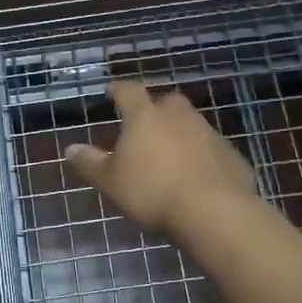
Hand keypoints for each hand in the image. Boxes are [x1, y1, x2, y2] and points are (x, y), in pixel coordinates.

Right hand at [65, 81, 257, 236]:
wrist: (214, 212)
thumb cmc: (152, 192)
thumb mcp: (111, 182)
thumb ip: (90, 163)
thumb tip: (70, 148)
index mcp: (145, 117)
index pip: (129, 91)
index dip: (119, 90)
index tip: (112, 92)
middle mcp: (179, 116)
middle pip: (166, 102)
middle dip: (156, 110)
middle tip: (145, 126)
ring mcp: (210, 133)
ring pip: (192, 125)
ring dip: (181, 134)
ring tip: (170, 156)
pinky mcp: (231, 155)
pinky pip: (212, 150)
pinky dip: (203, 157)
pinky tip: (197, 178)